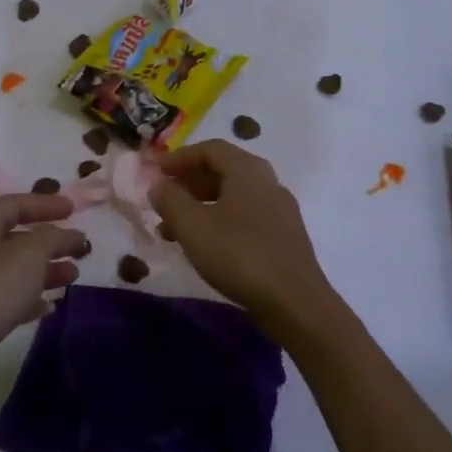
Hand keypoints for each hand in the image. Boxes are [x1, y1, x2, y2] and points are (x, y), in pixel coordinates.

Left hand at [0, 193, 87, 405]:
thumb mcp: (29, 255)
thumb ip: (53, 237)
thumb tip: (70, 234)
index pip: (15, 204)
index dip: (45, 204)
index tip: (74, 208)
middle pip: (15, 236)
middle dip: (50, 240)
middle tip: (80, 246)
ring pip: (14, 268)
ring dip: (45, 269)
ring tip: (73, 276)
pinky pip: (7, 297)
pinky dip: (30, 297)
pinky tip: (49, 305)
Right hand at [149, 140, 333, 339]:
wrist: (295, 302)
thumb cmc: (239, 255)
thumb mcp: (193, 226)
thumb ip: (170, 200)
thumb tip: (158, 185)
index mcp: (247, 170)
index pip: (210, 148)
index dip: (179, 157)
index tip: (156, 172)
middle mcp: (267, 182)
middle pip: (223, 170)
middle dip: (188, 183)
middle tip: (163, 200)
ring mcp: (279, 210)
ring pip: (232, 197)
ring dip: (200, 207)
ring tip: (172, 232)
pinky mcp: (284, 237)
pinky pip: (245, 217)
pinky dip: (219, 222)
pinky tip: (204, 247)